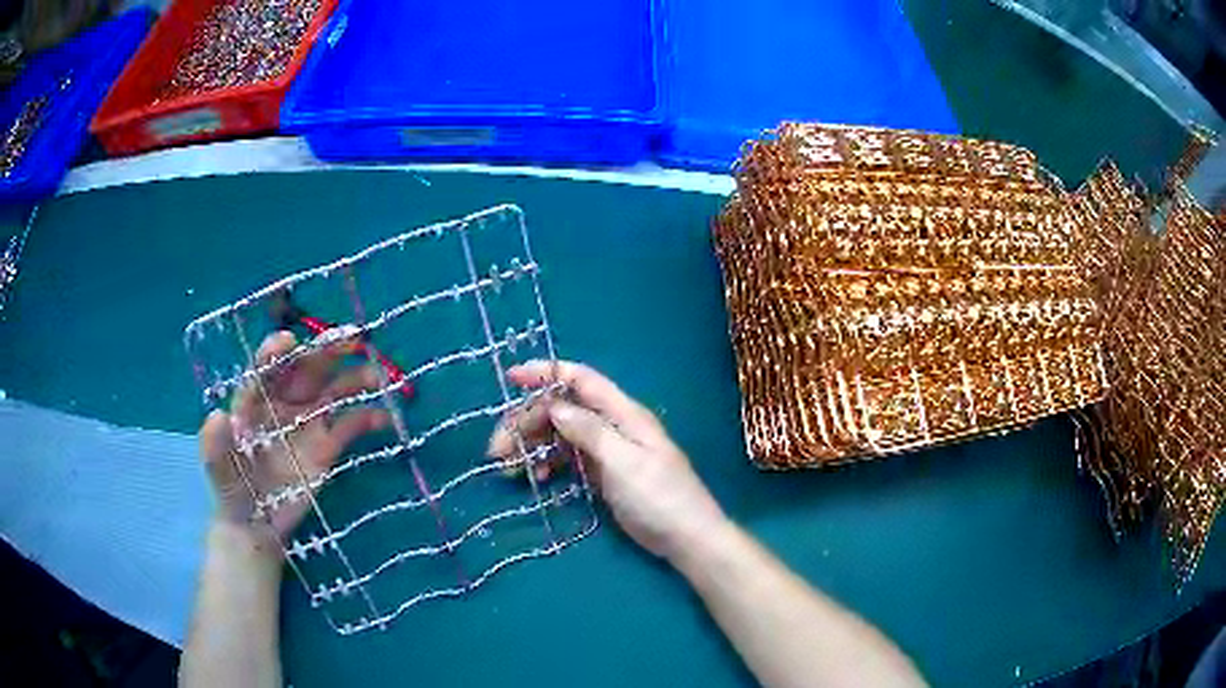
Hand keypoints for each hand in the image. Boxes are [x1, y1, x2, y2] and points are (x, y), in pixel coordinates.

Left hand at [199, 330, 388, 542]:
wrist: (255, 521)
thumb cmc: (232, 487)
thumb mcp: (218, 468)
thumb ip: (215, 445)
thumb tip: (217, 415)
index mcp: (255, 401)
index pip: (265, 369)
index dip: (275, 353)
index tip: (288, 342)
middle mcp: (283, 403)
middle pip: (306, 369)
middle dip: (327, 351)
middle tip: (352, 336)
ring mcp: (307, 424)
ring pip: (333, 391)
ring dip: (355, 379)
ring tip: (376, 376)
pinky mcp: (327, 448)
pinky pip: (350, 427)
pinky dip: (368, 419)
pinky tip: (385, 419)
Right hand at [488, 361, 726, 559]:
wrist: (687, 538)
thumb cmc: (659, 497)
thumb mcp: (624, 462)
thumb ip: (590, 431)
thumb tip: (555, 404)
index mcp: (623, 414)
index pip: (581, 380)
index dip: (546, 373)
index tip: (510, 377)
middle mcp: (613, 425)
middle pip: (563, 409)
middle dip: (528, 421)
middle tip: (497, 448)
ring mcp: (608, 450)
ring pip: (562, 434)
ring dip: (533, 444)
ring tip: (508, 467)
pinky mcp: (604, 473)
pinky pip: (570, 458)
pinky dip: (550, 462)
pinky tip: (539, 477)